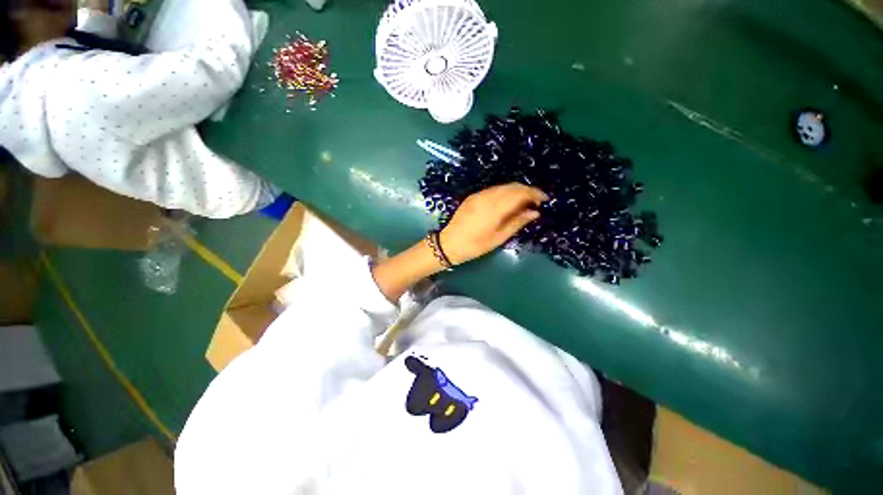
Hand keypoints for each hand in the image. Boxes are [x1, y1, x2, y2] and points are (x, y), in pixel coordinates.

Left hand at [439, 183, 547, 264]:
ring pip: (503, 186)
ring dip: (516, 191)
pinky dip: (504, 193)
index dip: (534, 193)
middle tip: (535, 202)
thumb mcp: (499, 238)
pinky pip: (493, 190)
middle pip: (512, 186)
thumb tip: (535, 212)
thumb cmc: (475, 245)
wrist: (449, 244)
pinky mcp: (473, 196)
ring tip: (523, 203)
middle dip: (527, 191)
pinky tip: (507, 202)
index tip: (544, 199)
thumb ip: (517, 222)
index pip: (519, 193)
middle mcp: (487, 197)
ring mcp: (478, 195)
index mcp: (494, 208)